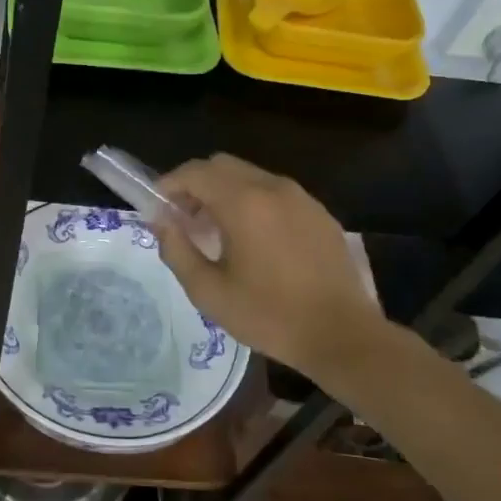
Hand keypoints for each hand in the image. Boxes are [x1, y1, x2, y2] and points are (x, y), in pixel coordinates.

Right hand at [153, 154, 385, 379]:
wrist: (341, 335)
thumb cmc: (269, 315)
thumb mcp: (209, 292)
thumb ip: (176, 250)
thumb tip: (161, 221)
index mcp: (243, 203)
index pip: (195, 172)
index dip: (170, 184)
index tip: (158, 207)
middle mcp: (272, 188)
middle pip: (222, 165)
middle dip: (196, 184)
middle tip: (185, 218)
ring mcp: (301, 197)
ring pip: (250, 176)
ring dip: (225, 192)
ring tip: (216, 230)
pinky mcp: (319, 212)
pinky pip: (276, 193)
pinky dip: (253, 202)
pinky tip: (254, 239)